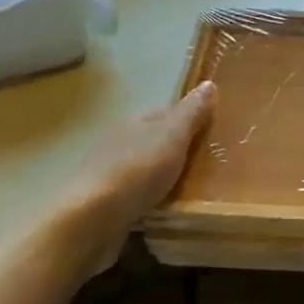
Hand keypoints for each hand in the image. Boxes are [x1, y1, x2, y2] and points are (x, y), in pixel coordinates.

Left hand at [50, 82, 216, 269]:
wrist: (91, 220)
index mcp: (134, 123)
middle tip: (209, 164)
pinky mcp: (104, 205)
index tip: (213, 132)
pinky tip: (165, 209)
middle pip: (154, 141)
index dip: (189, 120)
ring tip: (192, 190)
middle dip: (177, 150)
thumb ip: (192, 112)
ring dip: (163, 176)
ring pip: (144, 169)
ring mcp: (108, 175)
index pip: (166, 114)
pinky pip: (136, 196)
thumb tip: (209, 83)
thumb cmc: (137, 171)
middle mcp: (118, 144)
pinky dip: (151, 199)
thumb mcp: (173, 136)